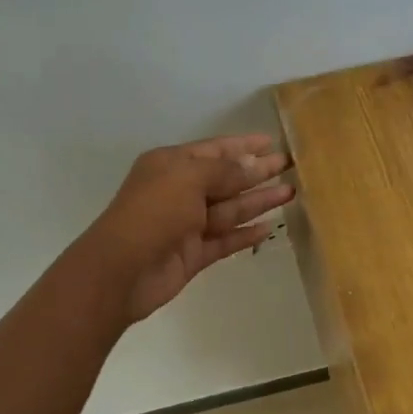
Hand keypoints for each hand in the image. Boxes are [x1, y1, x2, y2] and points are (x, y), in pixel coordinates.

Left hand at [81, 135, 294, 322]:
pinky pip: (225, 240)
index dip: (243, 146)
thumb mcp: (188, 178)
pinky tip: (269, 227)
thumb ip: (224, 171)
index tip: (271, 142)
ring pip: (229, 209)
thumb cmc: (152, 213)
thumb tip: (254, 163)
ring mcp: (187, 225)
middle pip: (225, 179)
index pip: (213, 150)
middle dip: (256, 172)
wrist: (121, 271)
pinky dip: (246, 234)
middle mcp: (179, 192)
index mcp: (171, 165)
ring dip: (258, 201)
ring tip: (291, 193)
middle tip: (289, 166)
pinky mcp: (193, 254)